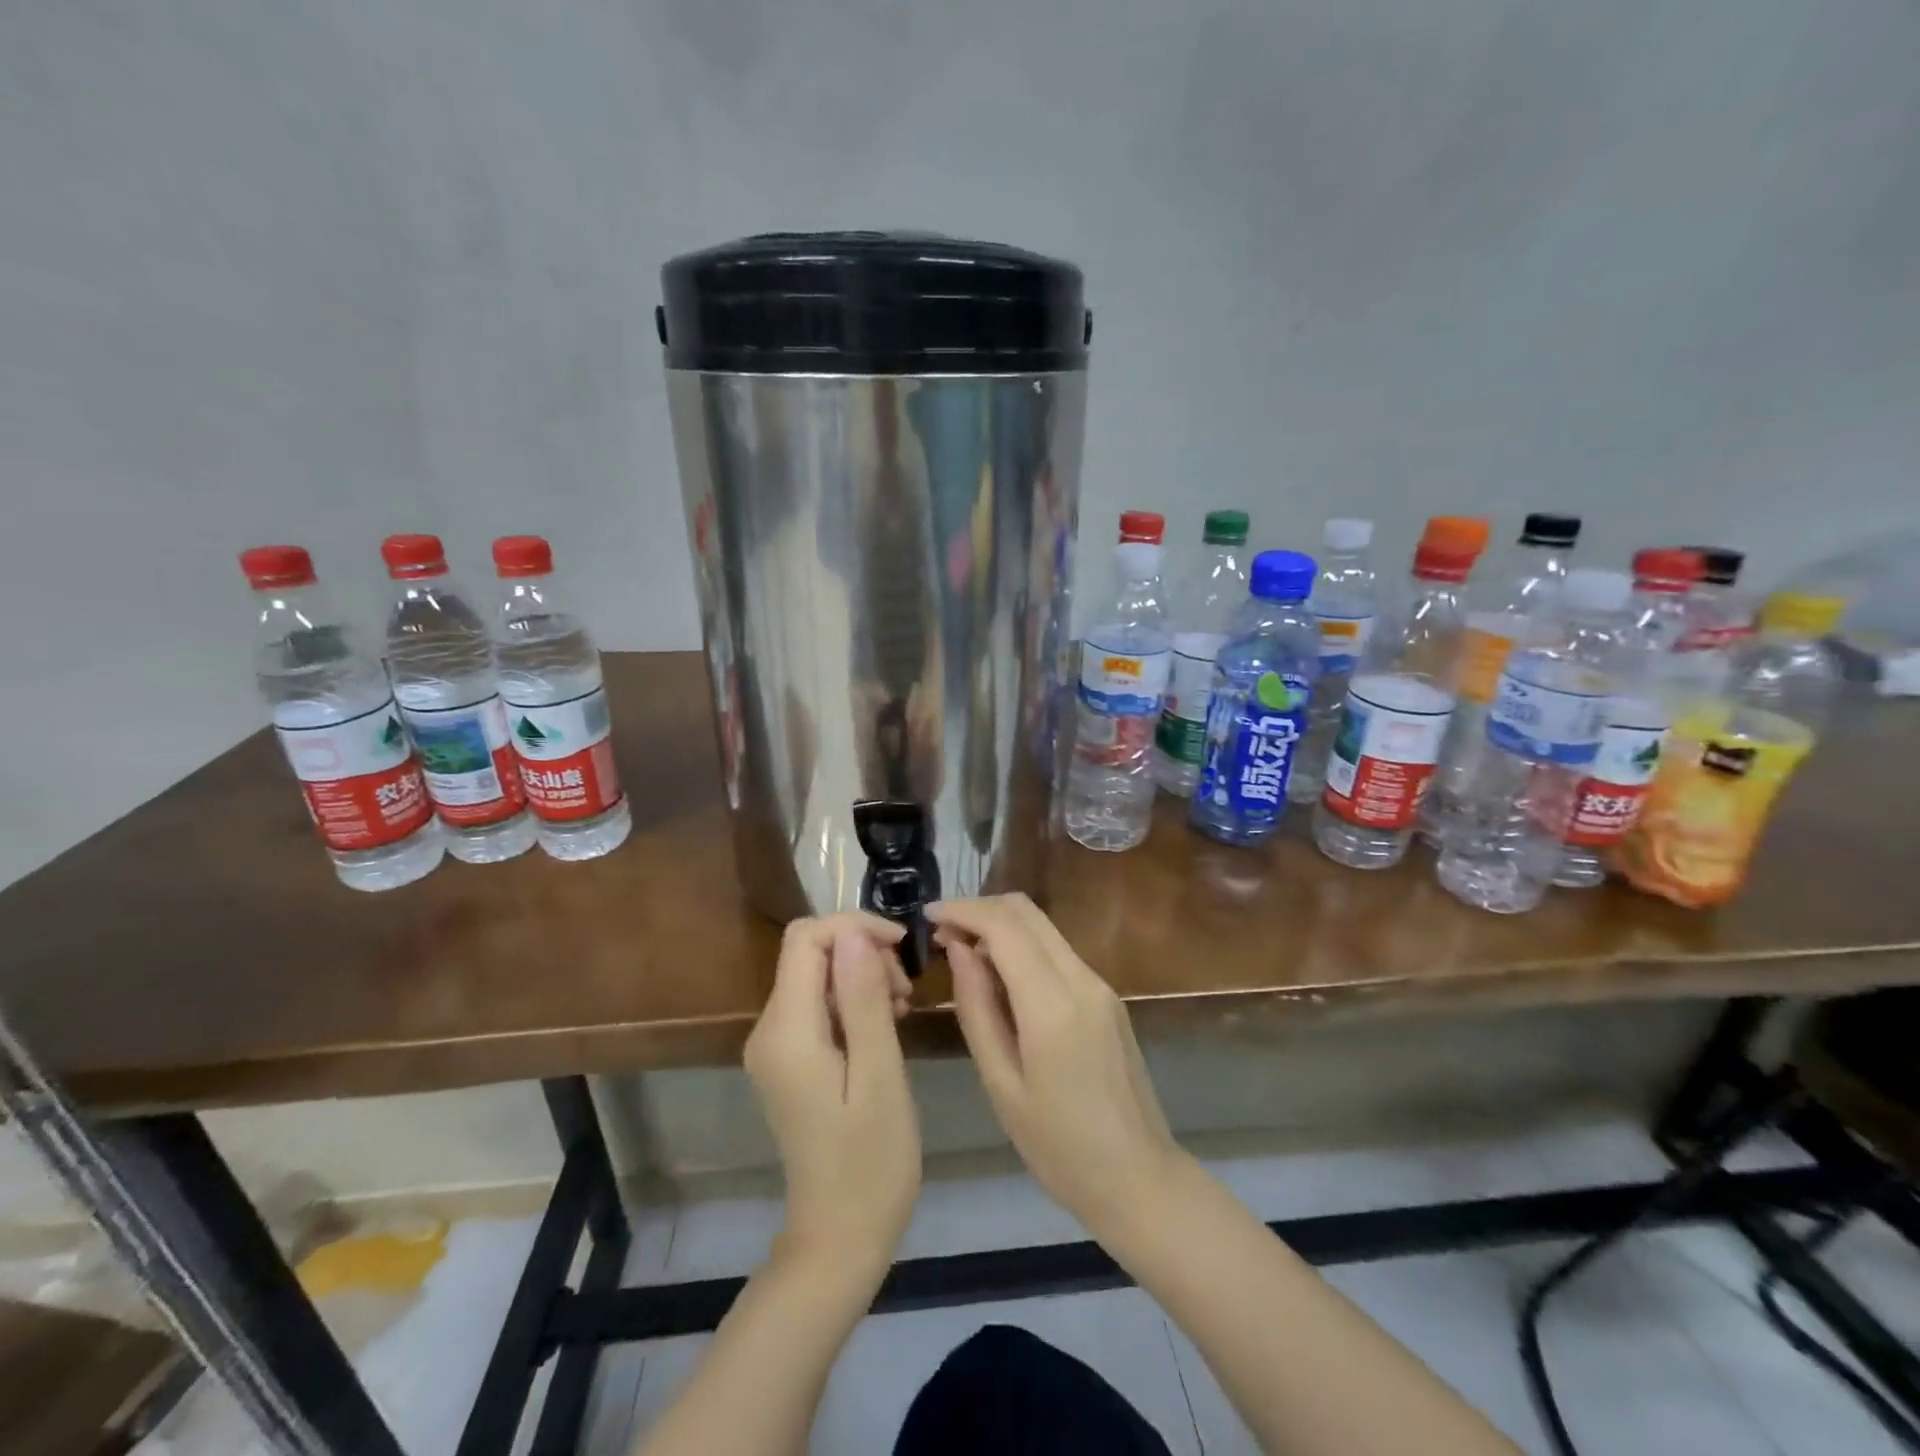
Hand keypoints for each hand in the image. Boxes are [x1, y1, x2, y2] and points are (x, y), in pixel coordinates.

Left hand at [744, 913, 920, 1277]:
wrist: (839, 1238)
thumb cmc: (870, 1162)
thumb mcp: (879, 1075)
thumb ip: (863, 1000)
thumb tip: (855, 934)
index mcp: (787, 1030)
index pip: (806, 938)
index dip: (854, 927)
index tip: (902, 947)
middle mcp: (769, 1029)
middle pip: (810, 953)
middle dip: (862, 952)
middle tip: (906, 992)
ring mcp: (776, 1047)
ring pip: (817, 975)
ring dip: (862, 976)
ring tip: (902, 1010)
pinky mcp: (790, 1060)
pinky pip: (818, 1005)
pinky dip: (853, 1000)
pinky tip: (885, 1025)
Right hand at [929, 894, 1181, 1239]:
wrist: (1138, 1178)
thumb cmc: (1058, 1146)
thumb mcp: (1001, 1083)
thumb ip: (977, 1008)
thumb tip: (958, 949)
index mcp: (1053, 1005)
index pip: (1004, 926)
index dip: (963, 910)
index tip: (927, 915)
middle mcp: (1082, 980)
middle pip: (1027, 912)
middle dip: (980, 909)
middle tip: (942, 932)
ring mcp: (1100, 985)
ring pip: (1044, 927)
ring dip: (1001, 926)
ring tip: (962, 953)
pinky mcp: (1107, 996)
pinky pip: (1057, 952)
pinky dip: (1022, 946)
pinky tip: (999, 977)